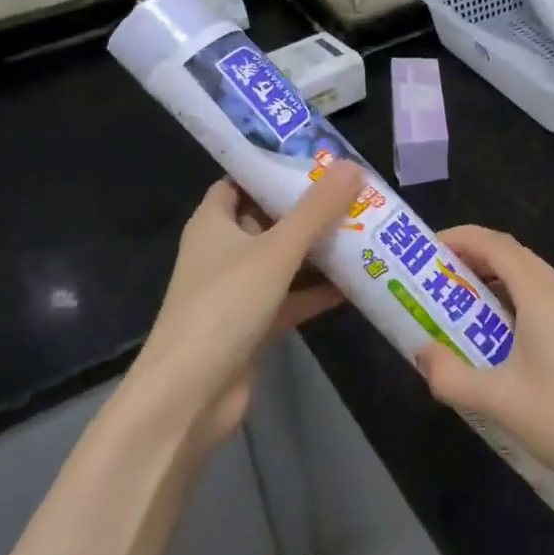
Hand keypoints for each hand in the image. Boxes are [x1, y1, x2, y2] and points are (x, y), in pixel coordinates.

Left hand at [128, 161, 366, 451]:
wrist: (189, 395)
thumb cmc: (224, 306)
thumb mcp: (275, 251)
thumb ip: (316, 210)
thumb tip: (352, 166)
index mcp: (214, 222)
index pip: (242, 180)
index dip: (274, 167)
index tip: (316, 158)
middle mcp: (222, 251)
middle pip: (269, 219)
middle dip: (308, 208)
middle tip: (353, 193)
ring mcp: (237, 291)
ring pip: (283, 260)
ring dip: (318, 251)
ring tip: (364, 231)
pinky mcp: (252, 325)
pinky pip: (290, 298)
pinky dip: (316, 292)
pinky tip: (356, 284)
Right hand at [413, 225, 553, 510]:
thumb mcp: (499, 401)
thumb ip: (451, 376)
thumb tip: (423, 355)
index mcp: (543, 294)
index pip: (495, 244)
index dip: (460, 238)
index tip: (428, 250)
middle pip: (515, 258)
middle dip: (473, 263)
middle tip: (438, 286)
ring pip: (535, 282)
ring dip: (497, 287)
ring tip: (466, 316)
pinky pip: (551, 304)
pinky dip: (520, 307)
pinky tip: (509, 346)